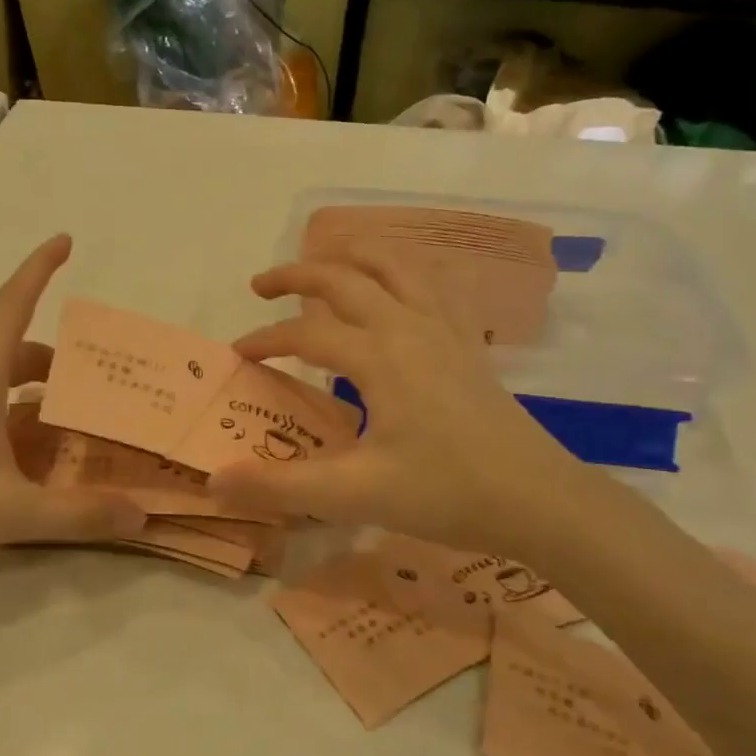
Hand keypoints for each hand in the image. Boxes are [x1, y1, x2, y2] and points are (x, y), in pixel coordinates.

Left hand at [0, 235, 145, 586]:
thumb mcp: (13, 512)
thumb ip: (80, 515)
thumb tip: (139, 517)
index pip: (13, 303)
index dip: (40, 268)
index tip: (65, 239)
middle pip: (16, 352)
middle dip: (59, 368)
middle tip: (98, 395)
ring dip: (34, 397)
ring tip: (68, 434)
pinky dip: (7, 414)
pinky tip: (22, 459)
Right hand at [208, 248, 604, 559]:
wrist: (539, 500)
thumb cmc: (447, 493)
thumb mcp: (356, 494)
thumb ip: (281, 485)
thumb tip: (215, 481)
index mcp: (380, 355)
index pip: (306, 332)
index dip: (265, 339)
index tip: (237, 355)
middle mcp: (409, 326)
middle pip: (345, 277)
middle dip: (296, 274)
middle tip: (260, 284)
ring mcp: (445, 329)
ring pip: (394, 265)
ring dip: (351, 254)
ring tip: (323, 257)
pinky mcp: (468, 342)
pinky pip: (431, 285)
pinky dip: (401, 271)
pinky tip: (394, 287)